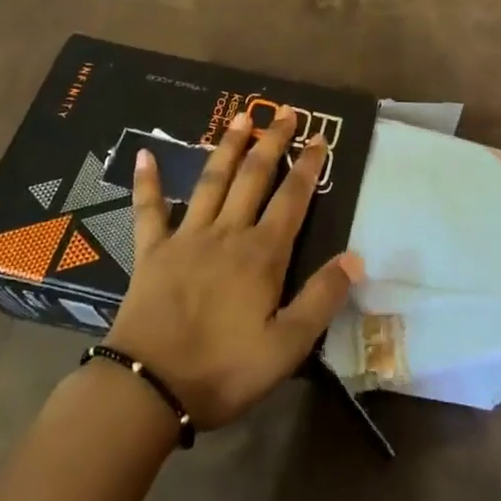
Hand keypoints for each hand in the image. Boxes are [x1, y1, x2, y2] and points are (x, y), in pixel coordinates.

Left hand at [106, 109, 361, 430]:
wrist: (149, 388)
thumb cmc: (223, 369)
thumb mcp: (286, 347)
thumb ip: (321, 298)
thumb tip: (355, 257)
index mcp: (262, 254)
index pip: (292, 199)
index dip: (308, 166)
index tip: (319, 137)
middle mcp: (227, 233)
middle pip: (254, 177)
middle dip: (272, 142)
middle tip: (285, 113)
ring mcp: (187, 237)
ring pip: (212, 181)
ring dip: (228, 147)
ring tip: (241, 118)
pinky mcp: (152, 251)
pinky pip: (149, 210)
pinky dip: (148, 182)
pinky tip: (144, 154)